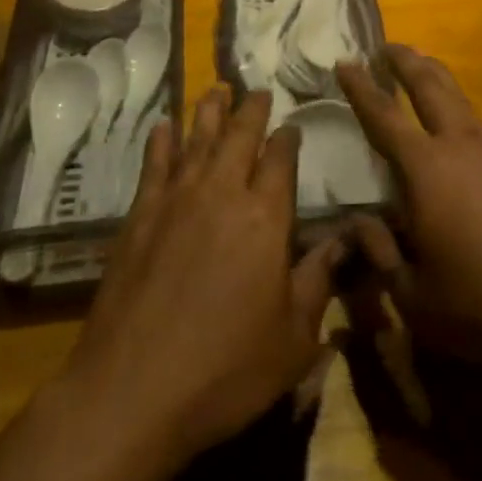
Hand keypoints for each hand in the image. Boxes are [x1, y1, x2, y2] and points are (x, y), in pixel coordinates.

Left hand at [63, 86, 343, 462]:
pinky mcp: (140, 217)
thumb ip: (320, 280)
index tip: (291, 126)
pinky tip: (164, 126)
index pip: (281, 160)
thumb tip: (349, 238)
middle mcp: (222, 194)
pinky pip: (155, 165)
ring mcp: (176, 201)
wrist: (132, 392)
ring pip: (198, 140)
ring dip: (210, 112)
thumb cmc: (225, 370)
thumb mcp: (293, 338)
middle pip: (239, 137)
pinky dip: (162, 141)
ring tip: (217, 89)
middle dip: (251, 110)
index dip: (288, 139)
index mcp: (266, 217)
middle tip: (257, 90)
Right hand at [336, 46, 481, 374]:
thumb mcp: (414, 295)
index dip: (360, 87)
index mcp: (426, 169)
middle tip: (386, 45)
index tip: (344, 61)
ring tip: (419, 69)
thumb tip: (359, 222)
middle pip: (430, 84)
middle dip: (405, 60)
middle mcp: (460, 145)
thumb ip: (380, 252)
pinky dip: (457, 109)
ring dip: (435, 78)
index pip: (383, 116)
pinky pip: (478, 123)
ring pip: (459, 98)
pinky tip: (455, 129)